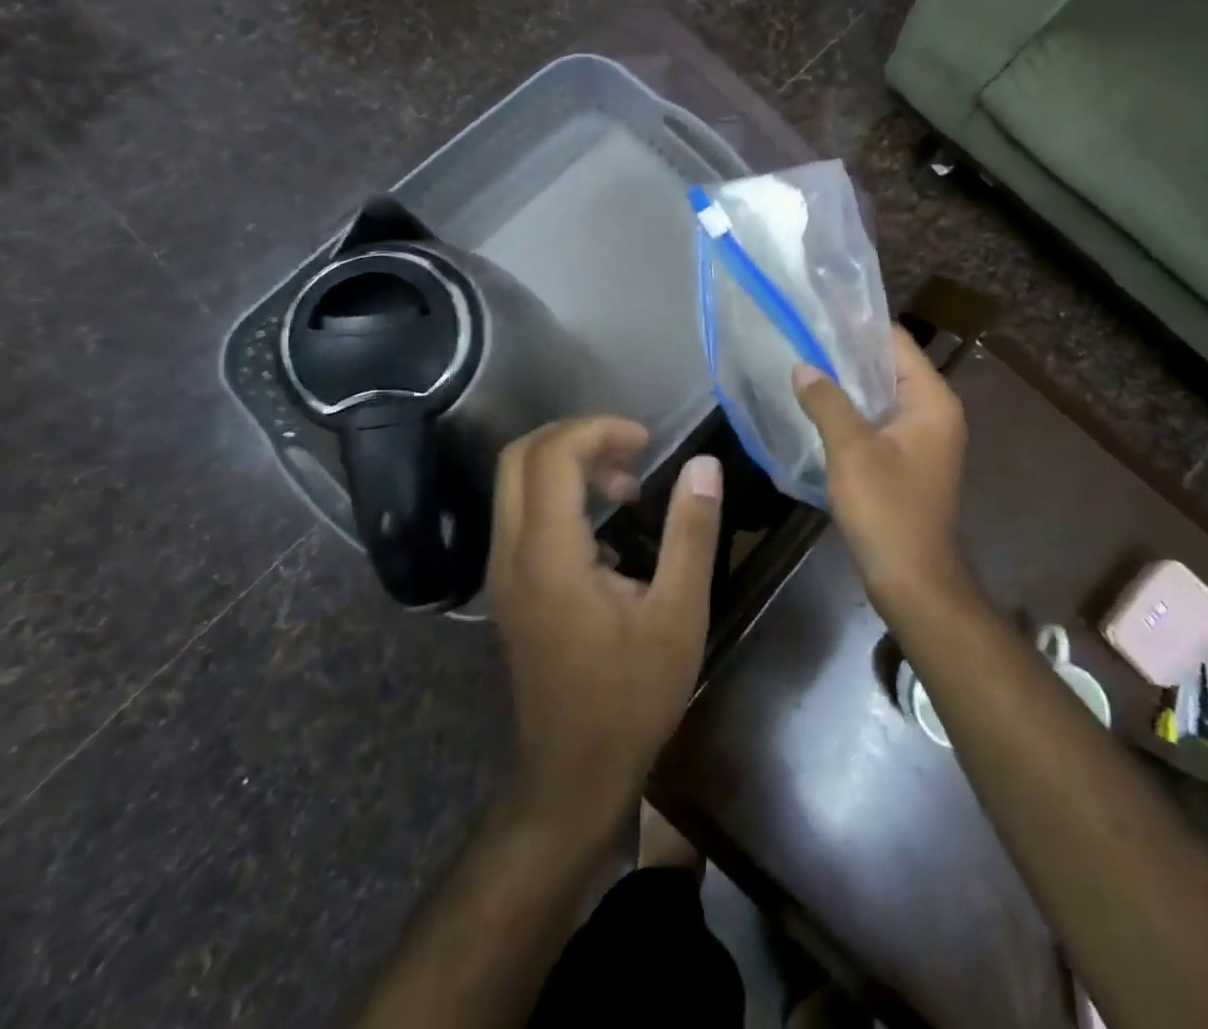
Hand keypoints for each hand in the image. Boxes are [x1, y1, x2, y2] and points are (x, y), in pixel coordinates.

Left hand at [488, 418, 722, 839]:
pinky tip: (606, 529)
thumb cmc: (631, 697)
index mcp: (549, 555)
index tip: (648, 442)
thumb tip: (704, 465)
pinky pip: (522, 513)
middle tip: (633, 452)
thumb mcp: (679, 614)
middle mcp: (511, 554)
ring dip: (568, 464)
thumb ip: (691, 533)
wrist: (572, 776)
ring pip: (515, 483)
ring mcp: (503, 572)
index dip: (598, 430)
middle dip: (577, 436)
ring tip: (626, 488)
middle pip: (519, 456)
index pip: (552, 455)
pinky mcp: (509, 588)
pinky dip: (559, 493)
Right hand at [794, 327, 968, 610]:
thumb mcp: (851, 451)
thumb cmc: (887, 510)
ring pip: (883, 396)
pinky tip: (820, 409)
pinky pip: (881, 422)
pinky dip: (855, 413)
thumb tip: (803, 367)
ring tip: (804, 367)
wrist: (913, 580)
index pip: (896, 342)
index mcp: (933, 401)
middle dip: (848, 354)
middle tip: (802, 338)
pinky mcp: (911, 461)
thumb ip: (827, 402)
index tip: (818, 313)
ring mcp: (925, 439)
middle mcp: (936, 412)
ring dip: (849, 385)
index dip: (859, 325)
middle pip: (890, 367)